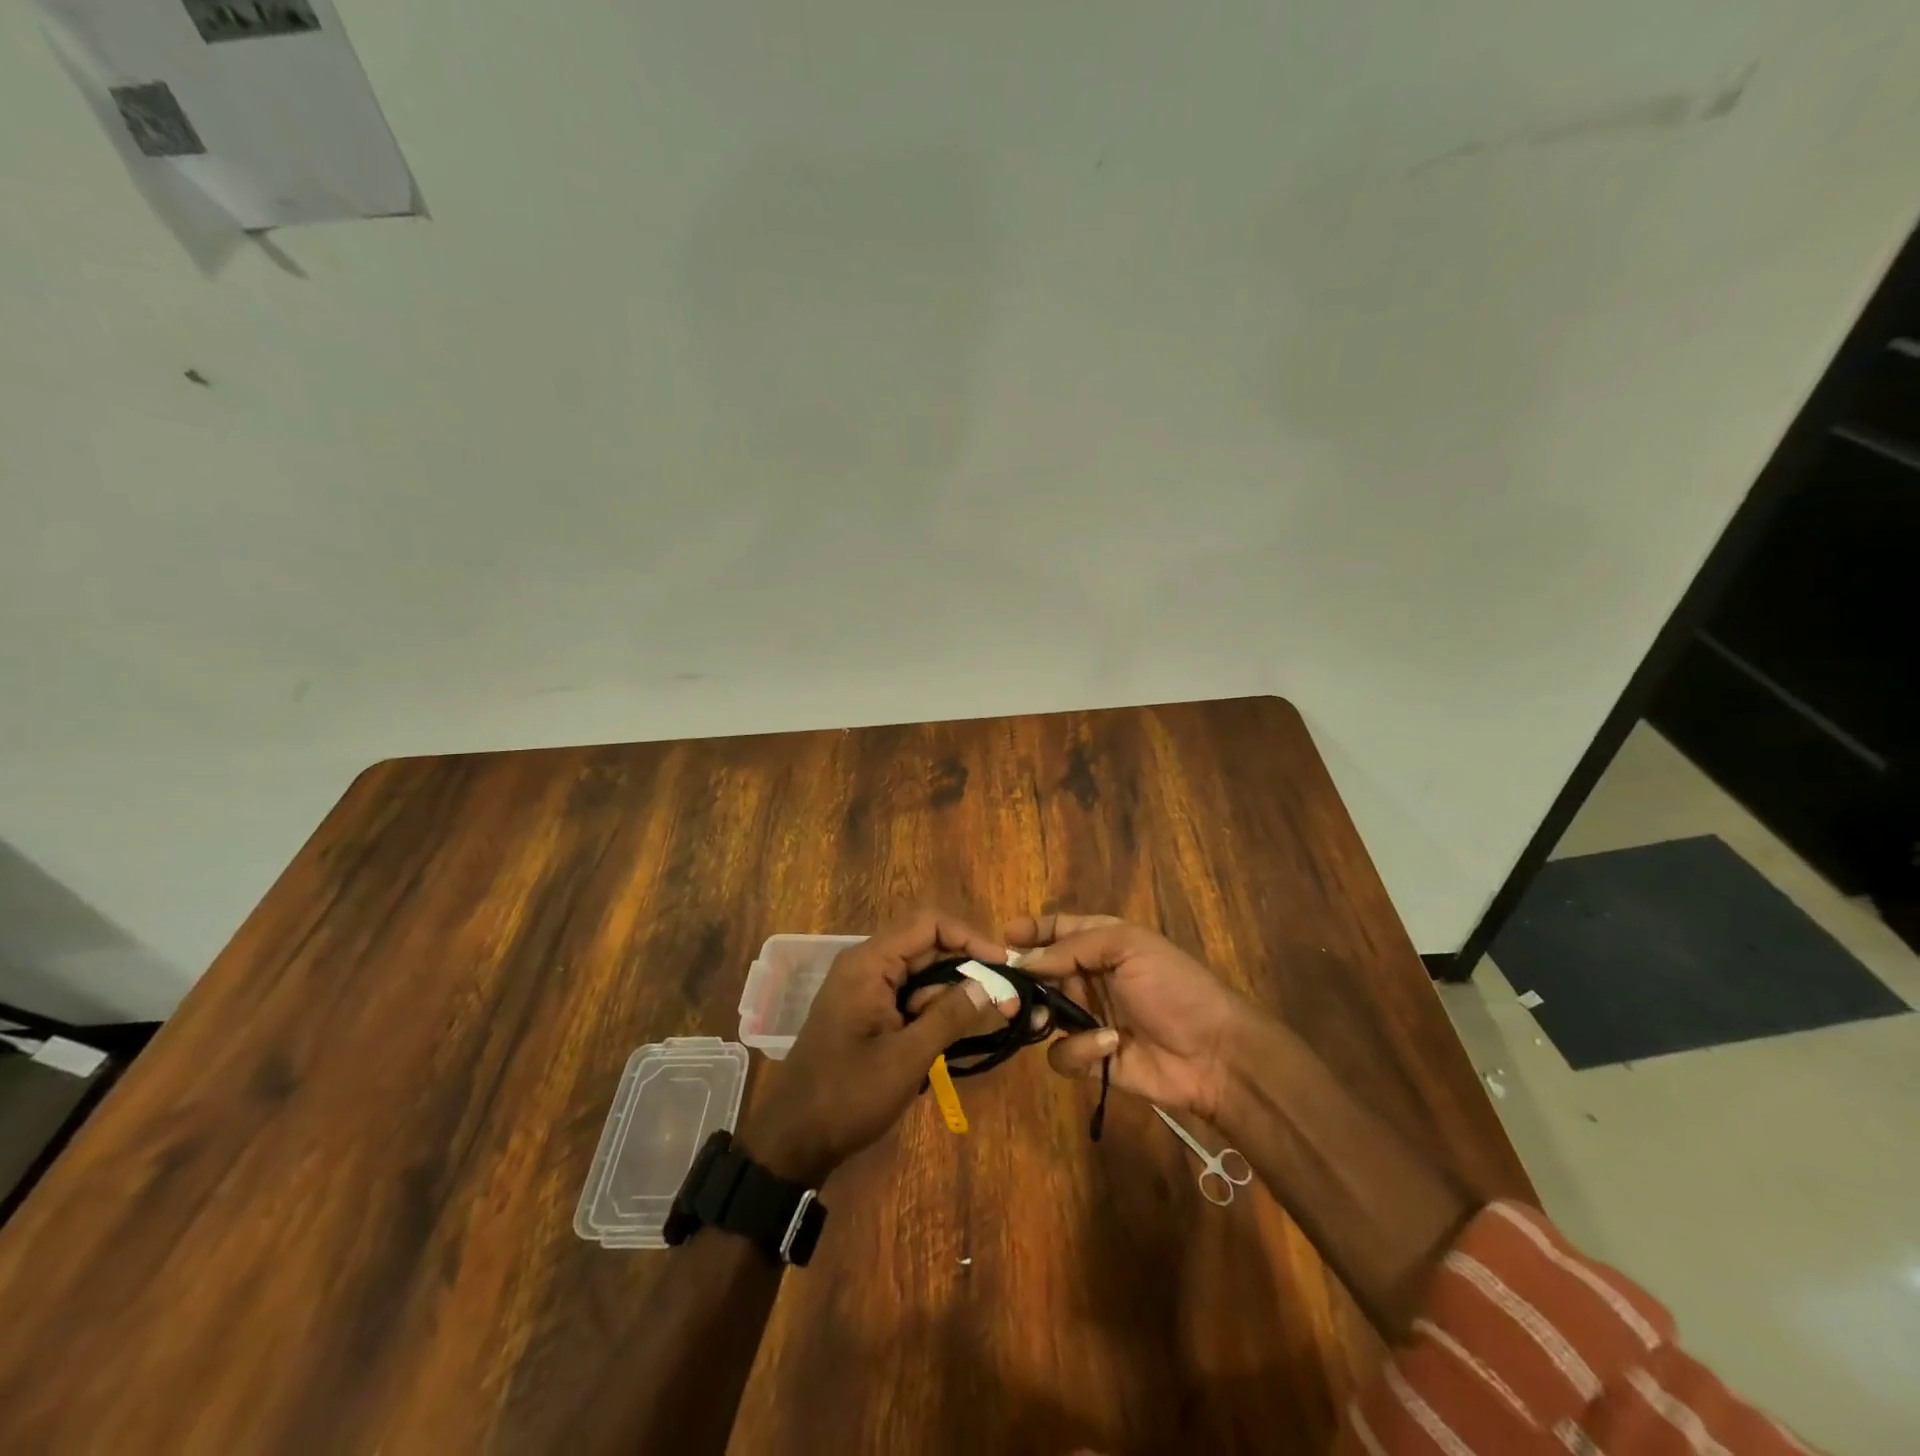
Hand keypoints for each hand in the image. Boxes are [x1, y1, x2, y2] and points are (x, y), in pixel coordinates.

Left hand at [741, 910, 1015, 1184]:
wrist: (793, 1140)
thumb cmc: (848, 1095)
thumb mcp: (907, 1057)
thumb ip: (951, 1015)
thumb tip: (994, 984)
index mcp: (869, 962)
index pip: (928, 924)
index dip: (969, 937)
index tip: (1003, 965)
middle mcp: (867, 965)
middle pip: (927, 947)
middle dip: (967, 969)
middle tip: (1004, 999)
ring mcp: (865, 988)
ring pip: (922, 974)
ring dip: (953, 993)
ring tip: (988, 1020)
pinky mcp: (868, 1012)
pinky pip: (909, 996)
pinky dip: (935, 1010)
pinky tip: (957, 1033)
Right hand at [1007, 914, 1247, 1120]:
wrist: (1214, 1053)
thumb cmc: (1173, 987)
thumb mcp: (1128, 947)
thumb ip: (1072, 947)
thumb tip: (1024, 961)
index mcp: (1101, 942)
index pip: (1056, 929)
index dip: (1029, 931)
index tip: (1001, 938)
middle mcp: (1089, 977)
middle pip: (1040, 972)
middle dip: (1023, 979)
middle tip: (1005, 987)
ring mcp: (1088, 1018)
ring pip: (1041, 1013)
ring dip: (1041, 1015)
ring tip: (1047, 1018)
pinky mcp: (1091, 1058)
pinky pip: (1061, 1054)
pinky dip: (1078, 1050)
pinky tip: (1107, 1045)